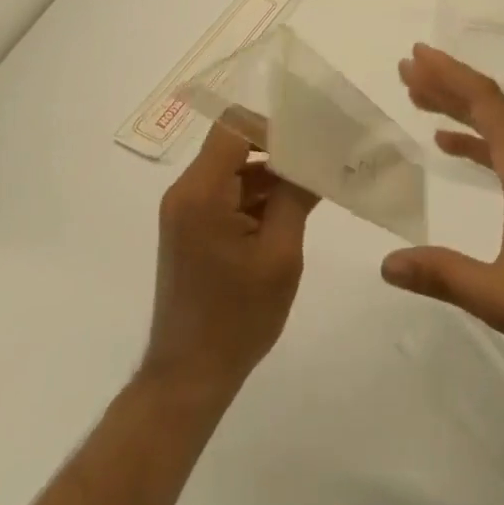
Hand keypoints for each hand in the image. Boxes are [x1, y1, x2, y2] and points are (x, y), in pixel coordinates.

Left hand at [142, 124, 320, 398]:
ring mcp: (185, 211)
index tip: (307, 140)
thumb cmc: (236, 318)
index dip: (271, 125)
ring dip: (269, 177)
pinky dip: (255, 198)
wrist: (188, 379)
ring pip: (233, 170)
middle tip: (318, 161)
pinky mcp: (190, 229)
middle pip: (233, 146)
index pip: (234, 126)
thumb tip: (314, 157)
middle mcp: (186, 191)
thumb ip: (295, 197)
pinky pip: (226, 194)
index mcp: (201, 191)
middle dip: (276, 152)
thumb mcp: (279, 255)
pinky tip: (289, 213)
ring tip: (312, 187)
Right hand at [381, 44, 503, 351]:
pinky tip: (447, 141)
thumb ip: (443, 276)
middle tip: (406, 67)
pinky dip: (473, 134)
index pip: (482, 100)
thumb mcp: (499, 296)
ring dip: (456, 103)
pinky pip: (503, 140)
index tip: (415, 56)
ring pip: (494, 118)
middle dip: (444, 80)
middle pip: (486, 100)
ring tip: (416, 94)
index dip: (447, 74)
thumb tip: (387, 266)